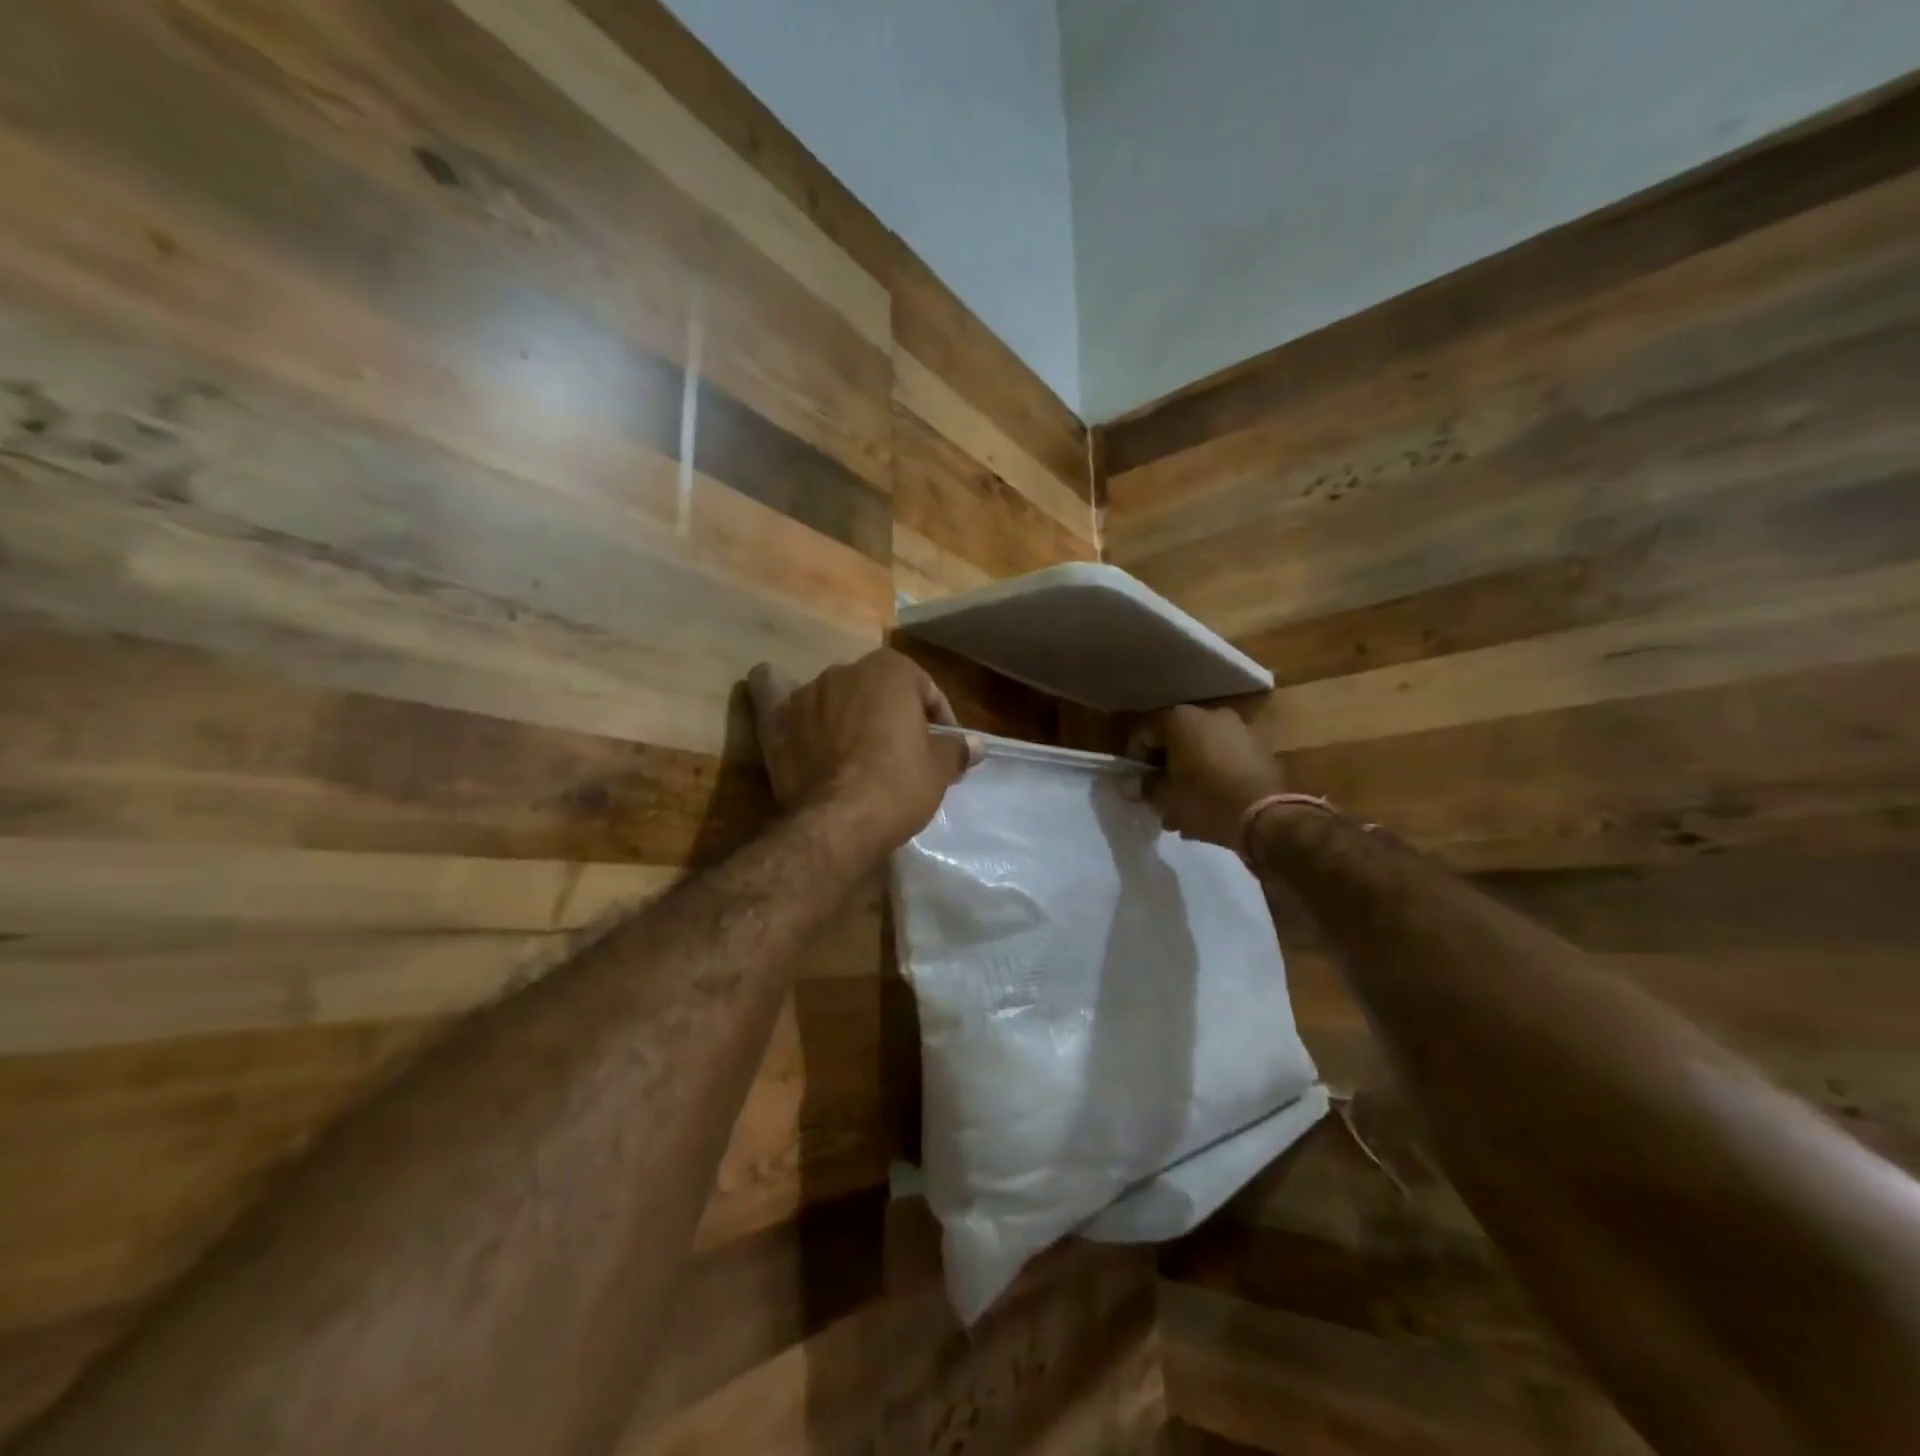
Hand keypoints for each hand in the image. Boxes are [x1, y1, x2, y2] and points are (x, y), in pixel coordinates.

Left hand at [747, 649, 975, 855]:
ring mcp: (807, 694)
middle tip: (904, 753)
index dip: (939, 720)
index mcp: (891, 670)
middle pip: (878, 691)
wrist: (839, 822)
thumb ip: (957, 749)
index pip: (925, 690)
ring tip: (857, 749)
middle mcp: (846, 670)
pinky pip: (772, 694)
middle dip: (892, 715)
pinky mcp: (777, 721)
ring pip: (834, 695)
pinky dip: (774, 691)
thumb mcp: (939, 769)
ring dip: (846, 712)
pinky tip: (772, 686)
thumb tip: (977, 745)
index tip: (944, 749)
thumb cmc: (899, 786)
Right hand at [1129, 704, 1285, 848]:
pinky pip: (1224, 758)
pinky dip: (1213, 775)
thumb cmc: (1205, 801)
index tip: (1138, 786)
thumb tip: (1131, 784)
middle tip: (1160, 797)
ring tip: (1185, 806)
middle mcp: (1210, 715)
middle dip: (1165, 768)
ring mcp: (1238, 729)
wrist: (1267, 817)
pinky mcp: (1259, 748)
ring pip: (1200, 750)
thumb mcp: (1165, 798)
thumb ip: (1144, 787)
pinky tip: (1210, 803)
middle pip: (1175, 741)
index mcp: (1181, 719)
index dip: (1136, 762)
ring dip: (1189, 773)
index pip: (1145, 735)